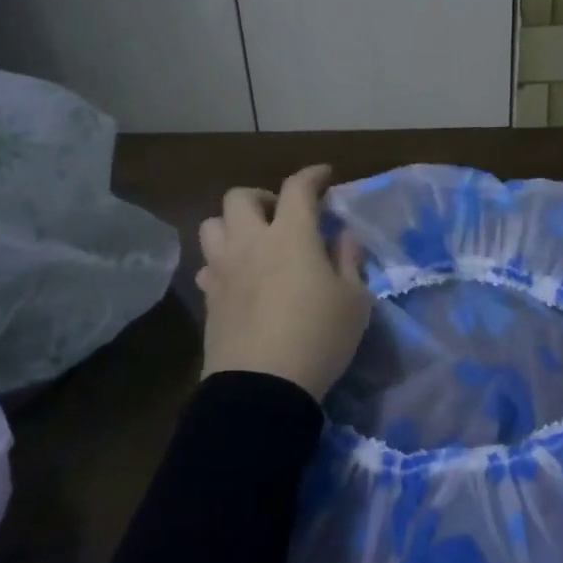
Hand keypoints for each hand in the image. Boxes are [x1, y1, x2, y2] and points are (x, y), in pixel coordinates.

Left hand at [196, 164, 370, 399]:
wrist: (263, 387)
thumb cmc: (319, 337)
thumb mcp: (354, 300)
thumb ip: (349, 260)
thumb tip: (342, 237)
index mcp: (291, 235)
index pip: (297, 188)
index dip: (312, 175)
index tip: (324, 176)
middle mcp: (251, 243)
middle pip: (240, 197)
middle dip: (262, 196)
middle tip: (281, 214)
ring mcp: (224, 270)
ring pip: (212, 226)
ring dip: (233, 225)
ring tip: (254, 242)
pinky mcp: (209, 299)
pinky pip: (208, 266)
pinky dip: (222, 263)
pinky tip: (238, 278)